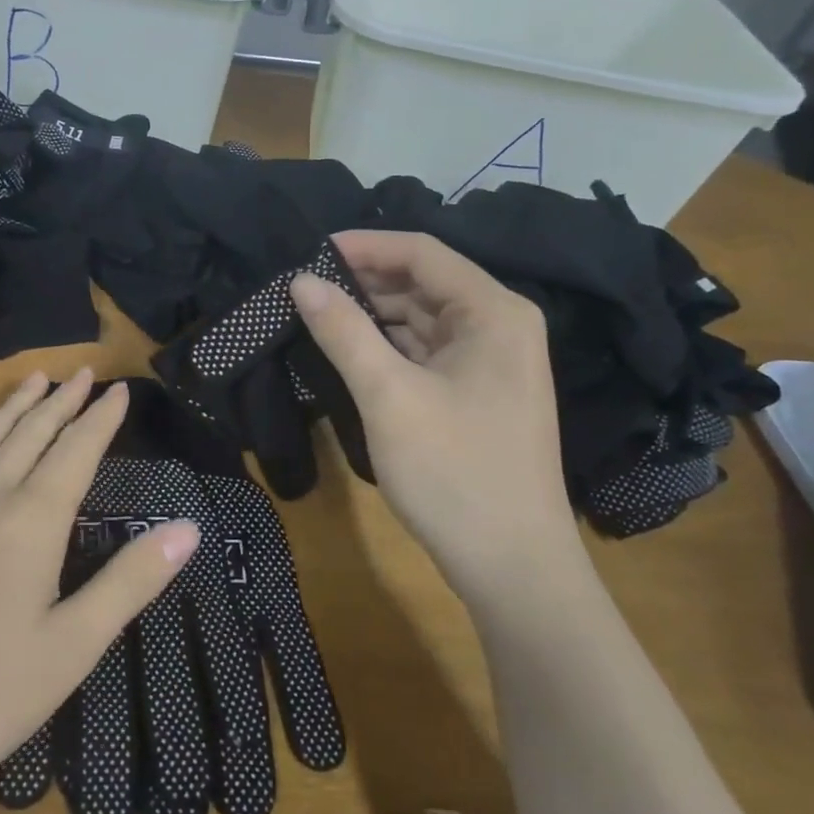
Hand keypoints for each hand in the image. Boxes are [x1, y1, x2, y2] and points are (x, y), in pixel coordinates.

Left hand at [0, 370, 199, 813]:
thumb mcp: (72, 646)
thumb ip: (131, 582)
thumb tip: (189, 528)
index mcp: (33, 520)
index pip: (77, 450)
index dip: (102, 418)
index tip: (120, 389)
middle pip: (32, 433)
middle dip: (62, 401)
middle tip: (84, 372)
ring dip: (16, 406)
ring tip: (35, 379)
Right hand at [291, 230, 579, 599]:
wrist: (512, 568)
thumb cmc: (454, 473)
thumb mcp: (389, 397)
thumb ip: (344, 332)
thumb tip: (300, 281)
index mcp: (493, 312)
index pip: (422, 253)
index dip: (364, 245)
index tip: (307, 253)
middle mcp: (499, 326)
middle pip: (423, 283)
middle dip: (363, 282)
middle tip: (301, 289)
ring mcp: (491, 363)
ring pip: (421, 319)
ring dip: (371, 315)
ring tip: (314, 316)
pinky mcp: (477, 394)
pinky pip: (425, 352)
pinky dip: (387, 348)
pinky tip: (347, 353)